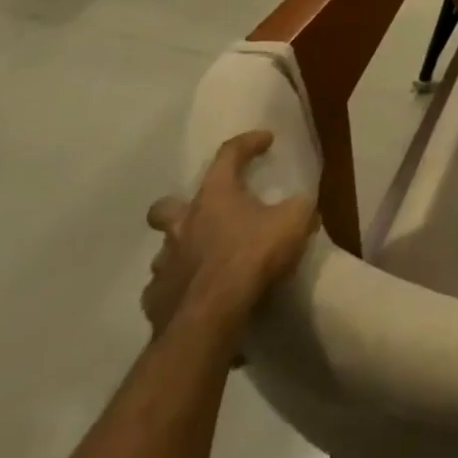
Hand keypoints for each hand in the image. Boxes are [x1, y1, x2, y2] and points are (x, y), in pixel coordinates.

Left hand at [143, 131, 317, 338]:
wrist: (210, 318)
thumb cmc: (252, 257)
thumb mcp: (295, 221)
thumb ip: (300, 207)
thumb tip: (301, 205)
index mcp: (215, 196)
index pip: (228, 155)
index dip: (248, 143)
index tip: (266, 139)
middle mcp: (182, 224)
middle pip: (166, 207)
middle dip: (181, 205)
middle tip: (207, 212)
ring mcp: (164, 264)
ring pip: (167, 249)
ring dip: (185, 249)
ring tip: (210, 260)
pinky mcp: (156, 300)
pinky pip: (166, 286)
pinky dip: (182, 286)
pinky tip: (200, 293)